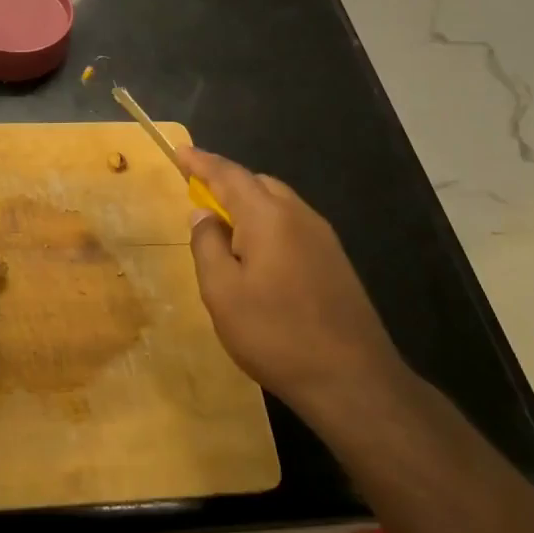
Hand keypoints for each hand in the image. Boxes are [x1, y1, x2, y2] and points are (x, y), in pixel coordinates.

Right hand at [180, 147, 410, 429]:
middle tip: (197, 190)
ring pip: (278, 202)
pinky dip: (267, 222)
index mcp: (268, 216)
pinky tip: (257, 252)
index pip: (228, 174)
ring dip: (248, 203)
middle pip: (257, 183)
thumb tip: (203, 214)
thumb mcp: (222, 292)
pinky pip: (292, 224)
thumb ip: (207, 245)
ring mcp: (323, 238)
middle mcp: (299, 216)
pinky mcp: (334, 261)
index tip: (179, 151)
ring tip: (224, 223)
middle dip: (226, 180)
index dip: (201, 162)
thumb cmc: (276, 334)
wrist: (354, 381)